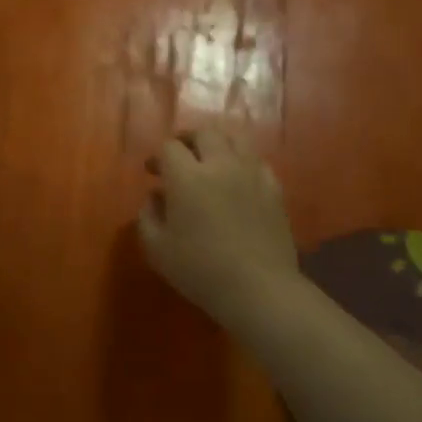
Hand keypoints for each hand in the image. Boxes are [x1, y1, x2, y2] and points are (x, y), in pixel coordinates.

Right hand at [139, 127, 298, 323]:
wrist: (259, 288)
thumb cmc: (200, 270)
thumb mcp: (157, 249)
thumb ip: (148, 217)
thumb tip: (154, 198)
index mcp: (187, 177)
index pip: (169, 147)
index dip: (158, 156)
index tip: (152, 172)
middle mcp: (221, 165)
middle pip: (205, 132)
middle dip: (188, 139)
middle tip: (179, 156)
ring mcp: (252, 174)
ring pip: (236, 138)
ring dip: (218, 143)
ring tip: (210, 159)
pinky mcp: (274, 189)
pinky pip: (258, 161)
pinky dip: (243, 162)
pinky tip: (238, 179)